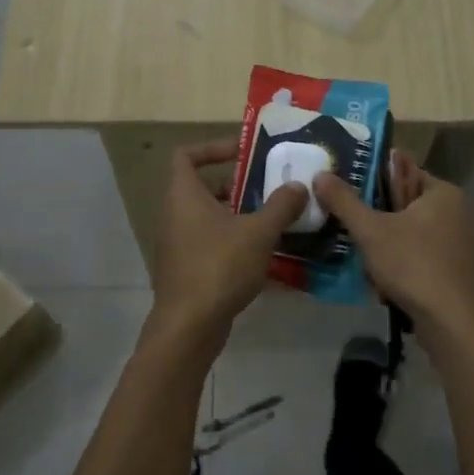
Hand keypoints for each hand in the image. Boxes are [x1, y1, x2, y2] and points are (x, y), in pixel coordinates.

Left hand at [146, 140, 306, 357]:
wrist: (189, 326)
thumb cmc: (220, 266)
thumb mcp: (258, 232)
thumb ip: (281, 205)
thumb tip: (299, 185)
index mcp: (184, 195)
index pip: (186, 155)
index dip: (212, 148)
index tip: (243, 153)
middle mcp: (174, 214)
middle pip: (201, 186)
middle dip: (236, 184)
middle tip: (267, 187)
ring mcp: (177, 243)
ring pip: (207, 216)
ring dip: (237, 213)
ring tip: (272, 218)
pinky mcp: (185, 268)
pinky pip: (209, 242)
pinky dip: (232, 239)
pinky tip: (262, 252)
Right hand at [313, 151, 473, 347]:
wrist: (454, 325)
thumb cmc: (414, 265)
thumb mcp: (371, 231)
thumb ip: (344, 201)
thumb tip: (320, 175)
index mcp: (443, 192)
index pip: (402, 171)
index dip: (372, 181)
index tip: (345, 193)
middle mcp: (458, 212)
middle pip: (406, 204)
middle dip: (378, 218)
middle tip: (350, 229)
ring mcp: (462, 243)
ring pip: (412, 233)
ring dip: (388, 245)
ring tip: (363, 258)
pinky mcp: (459, 271)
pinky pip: (423, 256)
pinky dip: (404, 264)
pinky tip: (385, 281)